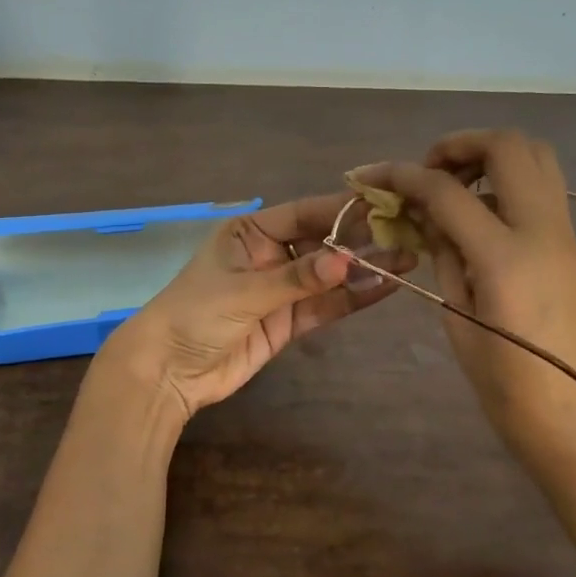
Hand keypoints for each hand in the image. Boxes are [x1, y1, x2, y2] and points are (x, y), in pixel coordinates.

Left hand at [101, 194, 408, 419]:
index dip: (342, 209)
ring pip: (329, 276)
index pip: (303, 213)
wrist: (167, 372)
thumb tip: (347, 261)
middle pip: (322, 243)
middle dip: (361, 240)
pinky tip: (384, 287)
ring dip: (364, 269)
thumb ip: (296, 279)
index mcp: (251, 232)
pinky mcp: (287, 323)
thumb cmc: (194, 315)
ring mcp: (280, 290)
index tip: (383, 204)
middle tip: (407, 233)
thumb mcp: (243, 292)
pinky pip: (324, 306)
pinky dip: (352, 298)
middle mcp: (270, 255)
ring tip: (408, 259)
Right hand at [352, 130, 575, 473]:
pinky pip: (542, 188)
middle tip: (426, 172)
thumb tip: (427, 219)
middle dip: (459, 145)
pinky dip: (506, 181)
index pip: (447, 191)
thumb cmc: (511, 392)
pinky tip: (478, 214)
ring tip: (452, 187)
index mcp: (506, 257)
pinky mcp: (571, 246)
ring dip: (489, 156)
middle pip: (508, 146)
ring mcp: (565, 234)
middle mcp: (542, 230)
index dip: (403, 176)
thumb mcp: (460, 321)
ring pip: (536, 157)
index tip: (372, 177)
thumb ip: (445, 258)